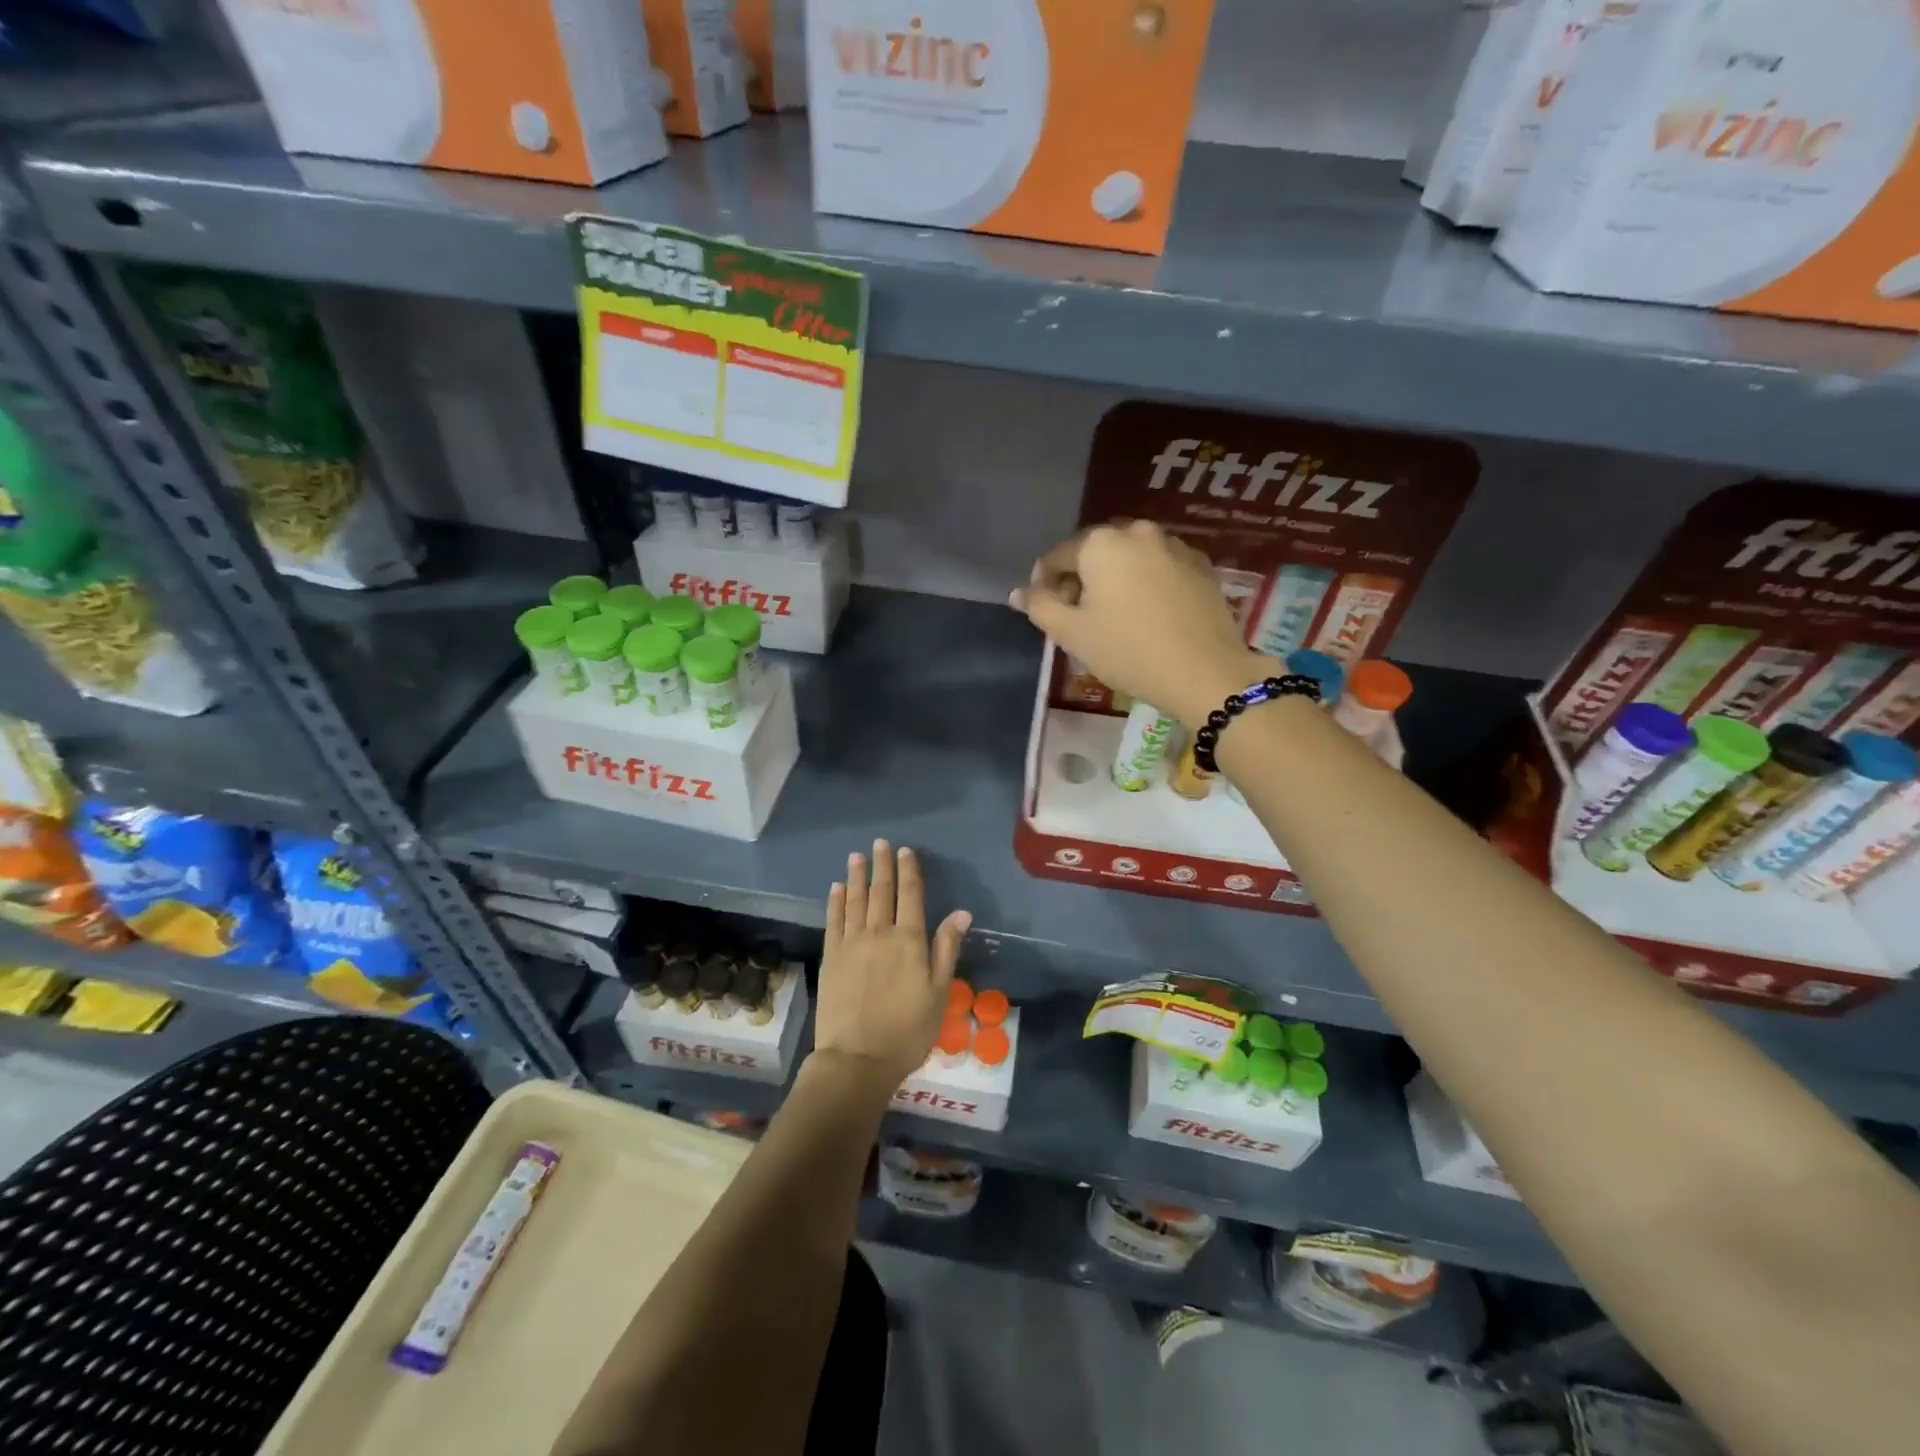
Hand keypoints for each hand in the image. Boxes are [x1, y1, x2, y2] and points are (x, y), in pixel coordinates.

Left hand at [814, 841, 971, 1092]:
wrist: (858, 1059)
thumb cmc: (907, 1030)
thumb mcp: (939, 993)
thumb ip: (946, 949)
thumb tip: (961, 912)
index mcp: (909, 940)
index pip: (910, 896)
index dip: (908, 871)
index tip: (905, 851)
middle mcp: (879, 933)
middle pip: (881, 891)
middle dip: (882, 865)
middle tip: (880, 843)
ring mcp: (851, 943)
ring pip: (855, 900)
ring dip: (856, 877)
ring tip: (857, 856)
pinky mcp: (831, 957)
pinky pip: (833, 921)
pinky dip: (836, 902)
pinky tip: (836, 889)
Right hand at [1009, 521, 1271, 729]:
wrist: (1204, 672)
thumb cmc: (1128, 651)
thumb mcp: (1072, 634)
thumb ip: (1040, 607)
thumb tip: (1019, 592)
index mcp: (1101, 543)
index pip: (1057, 556)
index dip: (1044, 583)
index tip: (1045, 610)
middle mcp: (1137, 532)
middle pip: (1095, 551)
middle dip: (1081, 578)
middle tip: (1078, 615)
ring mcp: (1174, 546)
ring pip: (1130, 557)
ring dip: (1114, 579)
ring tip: (1113, 615)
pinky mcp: (1201, 565)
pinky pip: (1159, 567)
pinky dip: (1146, 582)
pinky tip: (1147, 614)